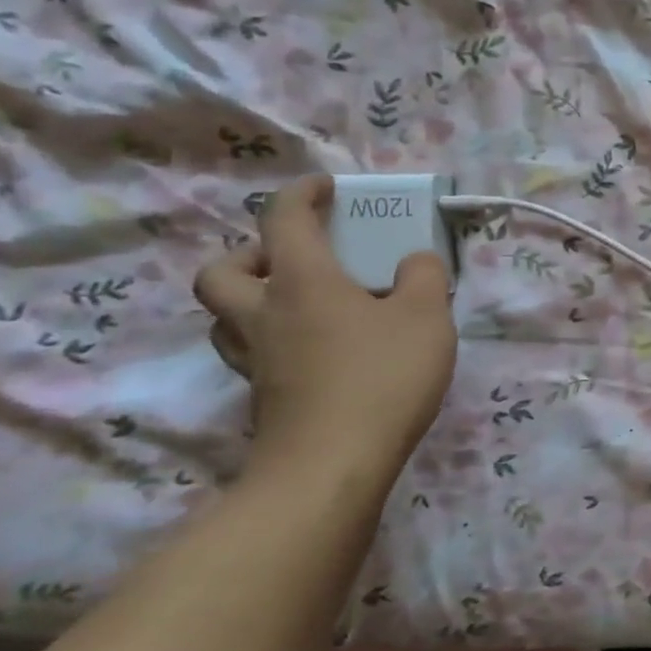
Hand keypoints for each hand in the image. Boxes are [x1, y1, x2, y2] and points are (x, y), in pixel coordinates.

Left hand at [193, 174, 456, 482]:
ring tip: (300, 304)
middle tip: (295, 259)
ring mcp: (257, 358)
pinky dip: (273, 339)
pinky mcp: (263, 396)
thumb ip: (424, 276)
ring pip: (225, 316)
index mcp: (303, 281)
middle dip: (252, 253)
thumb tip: (414, 260)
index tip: (326, 187)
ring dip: (251, 298)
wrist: (334, 463)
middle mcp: (265, 313)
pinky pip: (251, 351)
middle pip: (222, 270)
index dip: (302, 194)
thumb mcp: (427, 315)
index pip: (284, 219)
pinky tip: (315, 350)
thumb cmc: (383, 375)